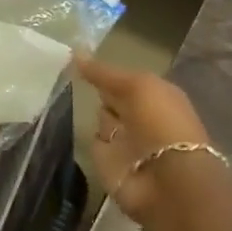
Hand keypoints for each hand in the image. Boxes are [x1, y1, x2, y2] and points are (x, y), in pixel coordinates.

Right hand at [76, 53, 211, 225]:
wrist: (165, 180)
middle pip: (111, 98)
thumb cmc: (160, 123)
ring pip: (101, 119)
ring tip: (66, 99)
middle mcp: (140, 116)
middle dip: (96, 90)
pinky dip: (87, 136)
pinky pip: (94, 142)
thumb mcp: (136, 86)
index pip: (125, 80)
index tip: (77, 59)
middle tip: (66, 75)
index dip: (105, 72)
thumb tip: (75, 51)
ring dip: (91, 113)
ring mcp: (125, 141)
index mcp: (156, 96)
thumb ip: (103, 72)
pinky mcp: (109, 162)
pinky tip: (71, 125)